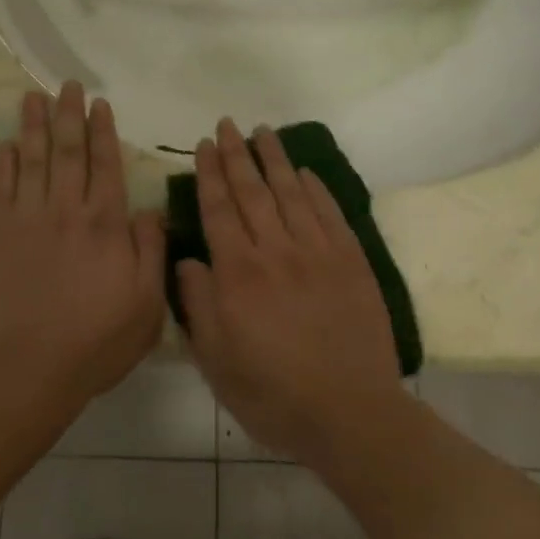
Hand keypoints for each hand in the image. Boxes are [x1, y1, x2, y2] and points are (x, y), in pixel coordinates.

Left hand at [0, 83, 166, 409]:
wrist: (28, 368)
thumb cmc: (96, 341)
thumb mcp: (147, 305)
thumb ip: (151, 252)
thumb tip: (149, 210)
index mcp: (106, 225)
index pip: (106, 166)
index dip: (103, 133)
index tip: (99, 105)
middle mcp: (66, 211)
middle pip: (68, 152)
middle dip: (68, 116)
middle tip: (66, 85)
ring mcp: (27, 220)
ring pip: (32, 161)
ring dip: (33, 126)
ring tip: (33, 97)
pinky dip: (3, 164)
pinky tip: (6, 144)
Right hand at [177, 119, 402, 464]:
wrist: (350, 414)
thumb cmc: (273, 394)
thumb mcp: (216, 361)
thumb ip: (198, 305)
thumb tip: (187, 260)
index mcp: (238, 274)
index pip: (219, 210)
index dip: (209, 175)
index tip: (203, 145)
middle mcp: (276, 252)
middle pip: (252, 191)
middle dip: (236, 155)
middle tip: (227, 124)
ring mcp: (318, 253)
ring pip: (291, 193)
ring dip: (274, 159)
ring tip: (263, 132)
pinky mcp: (351, 262)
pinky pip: (330, 213)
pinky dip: (315, 188)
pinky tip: (304, 172)